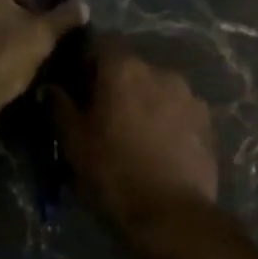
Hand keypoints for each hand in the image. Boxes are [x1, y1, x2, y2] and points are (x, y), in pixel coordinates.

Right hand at [51, 38, 217, 222]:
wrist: (171, 214)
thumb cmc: (113, 174)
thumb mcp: (73, 143)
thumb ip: (59, 107)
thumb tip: (50, 87)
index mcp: (124, 69)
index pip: (100, 43)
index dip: (85, 61)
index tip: (76, 86)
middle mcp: (161, 71)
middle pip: (131, 67)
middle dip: (116, 84)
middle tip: (103, 115)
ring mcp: (190, 96)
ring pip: (157, 88)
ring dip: (144, 101)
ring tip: (134, 135)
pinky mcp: (208, 122)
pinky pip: (178, 110)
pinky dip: (166, 120)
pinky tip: (159, 148)